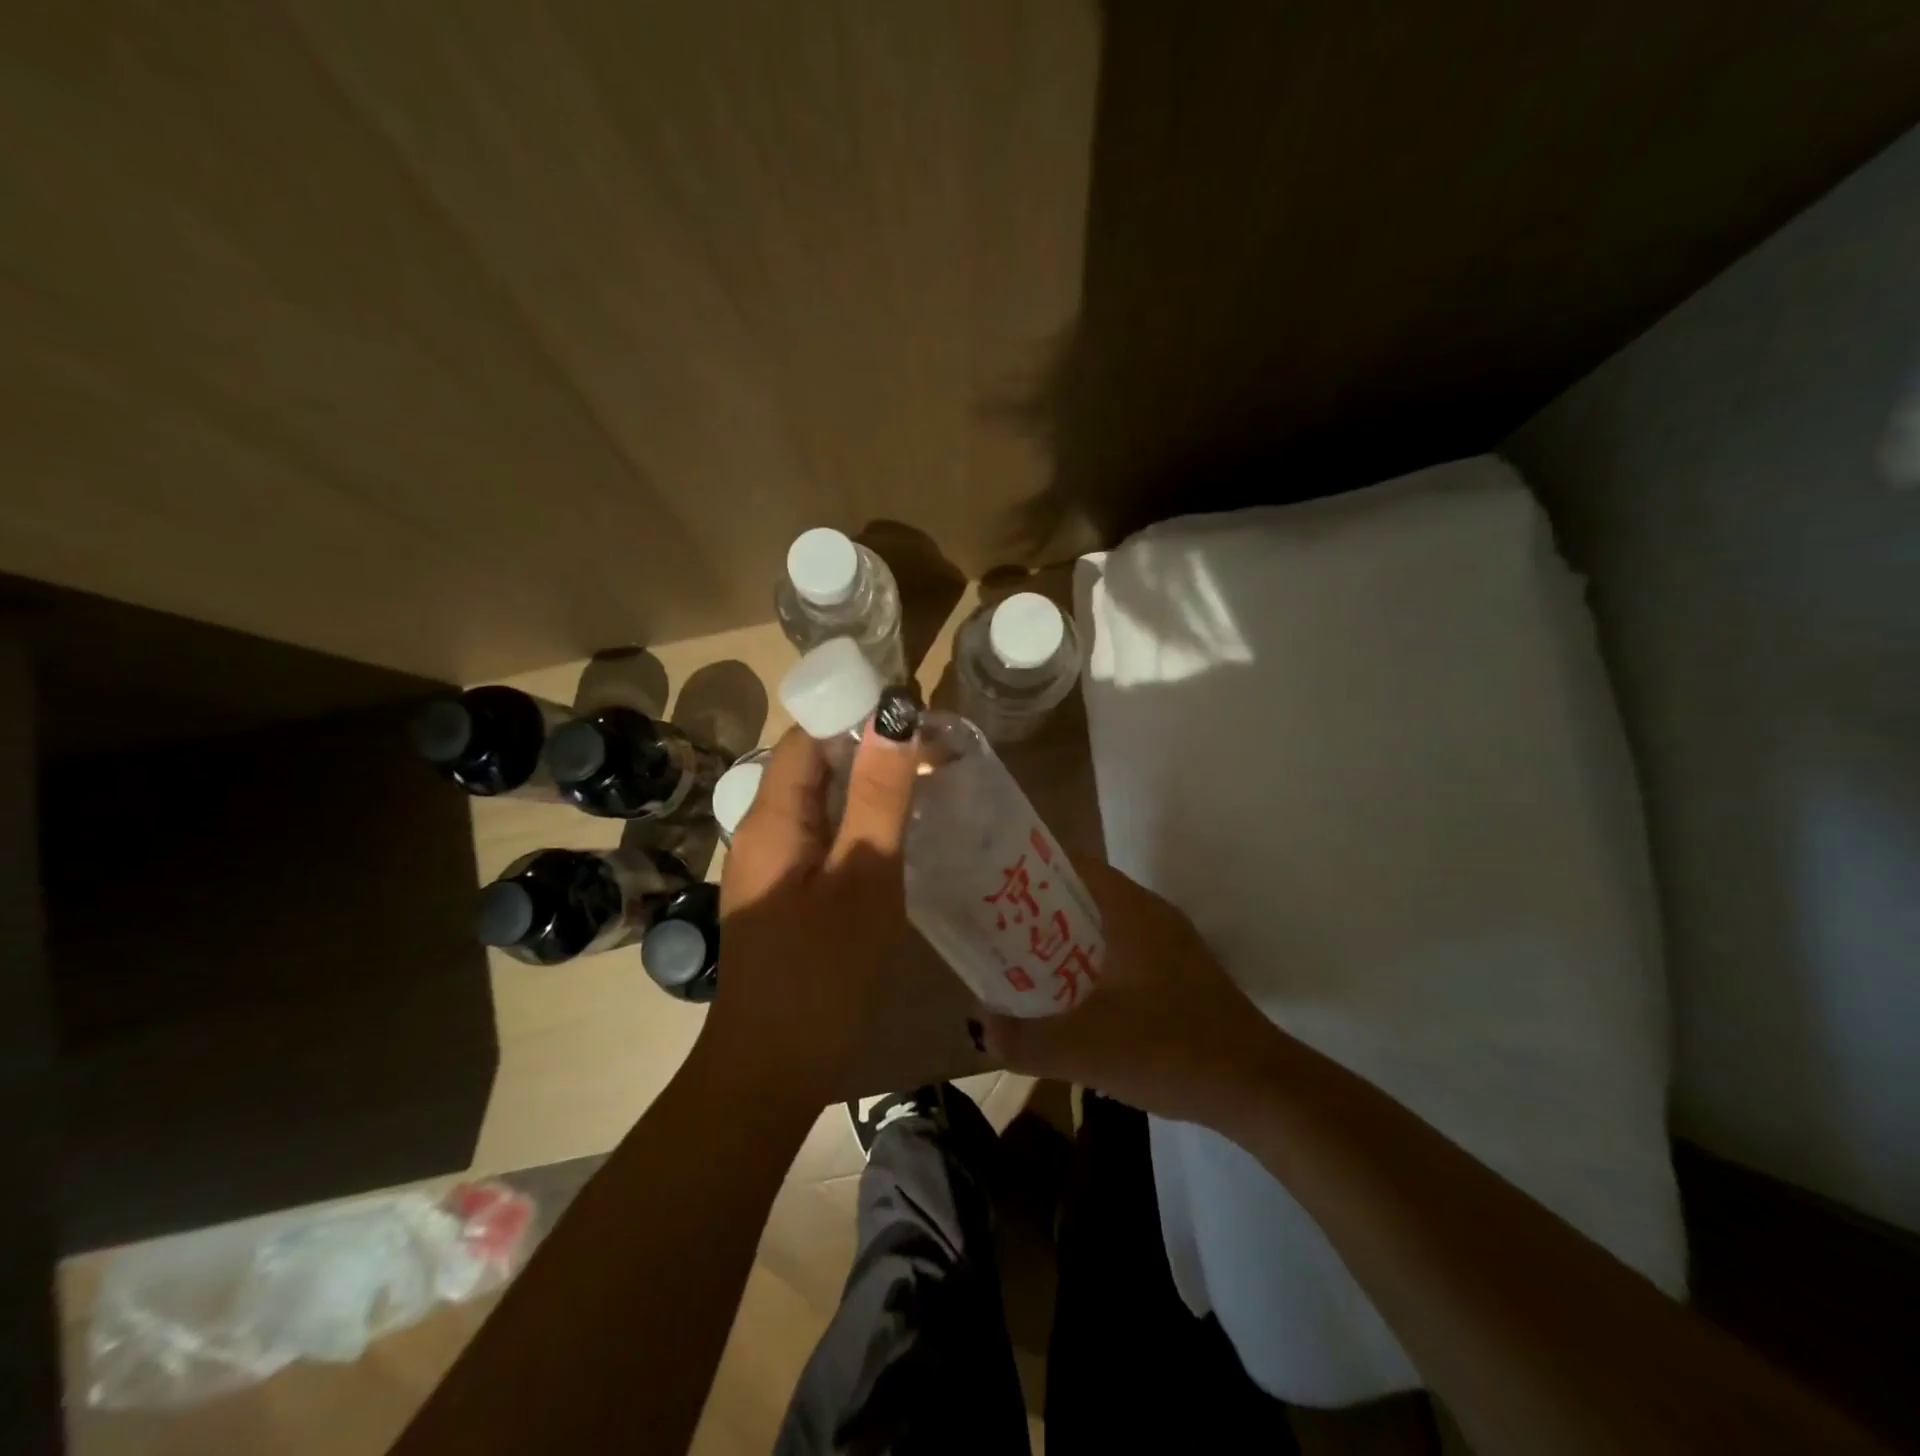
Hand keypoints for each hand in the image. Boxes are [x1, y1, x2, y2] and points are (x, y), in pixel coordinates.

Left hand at [700, 709, 919, 1105]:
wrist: (772, 1068)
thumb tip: (894, 716)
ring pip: (821, 803)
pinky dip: (859, 823)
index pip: (808, 735)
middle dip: (868, 749)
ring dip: (867, 786)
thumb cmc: (821, 972)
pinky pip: (823, 837)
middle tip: (932, 751)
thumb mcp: (864, 876)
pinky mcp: (786, 893)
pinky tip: (899, 836)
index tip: (913, 712)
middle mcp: (763, 831)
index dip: (855, 713)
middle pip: (813, 766)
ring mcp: (773, 865)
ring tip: (925, 784)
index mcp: (771, 817)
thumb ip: (878, 795)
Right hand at [978, 859, 1282, 1124]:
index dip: (1028, 868)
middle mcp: (1150, 916)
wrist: (1259, 1090)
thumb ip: (1026, 1039)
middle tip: (994, 932)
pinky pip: (1120, 954)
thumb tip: (979, 1026)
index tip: (989, 886)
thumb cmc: (1172, 1049)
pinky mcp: (1178, 976)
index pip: (1072, 863)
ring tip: (1020, 965)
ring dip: (1063, 941)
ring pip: (1101, 927)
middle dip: (1037, 910)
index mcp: (1130, 910)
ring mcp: (1169, 946)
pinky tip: (1070, 1002)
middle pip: (1082, 895)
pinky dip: (1089, 965)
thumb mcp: (1087, 1049)